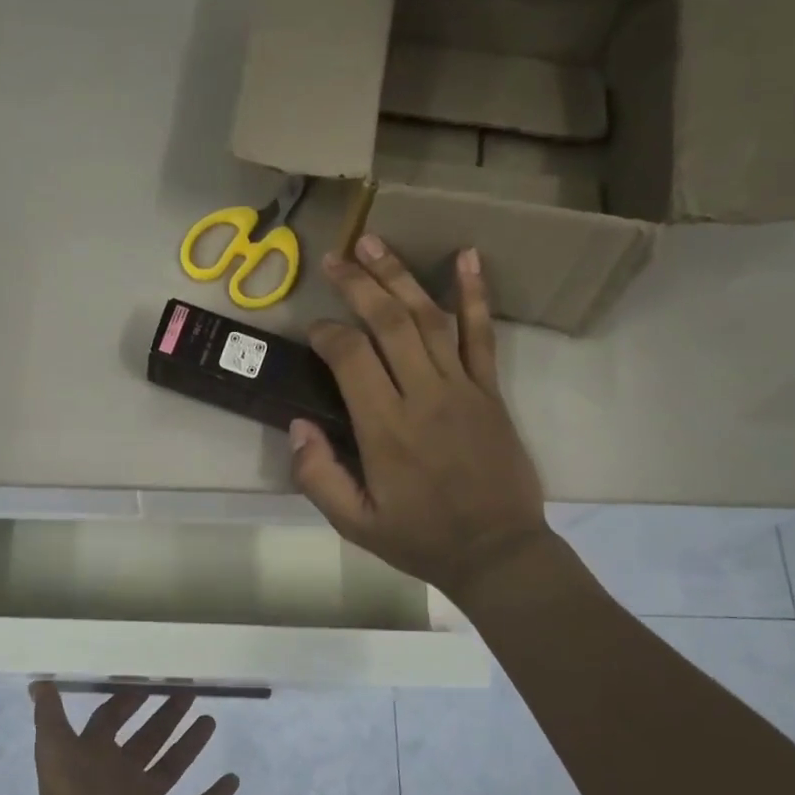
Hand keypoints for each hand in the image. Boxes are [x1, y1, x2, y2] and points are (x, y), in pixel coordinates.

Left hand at [30, 683, 240, 794]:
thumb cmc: (69, 793)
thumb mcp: (53, 745)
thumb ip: (48, 713)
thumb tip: (38, 680)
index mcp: (95, 755)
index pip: (112, 720)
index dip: (127, 701)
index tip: (147, 681)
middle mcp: (121, 774)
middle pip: (148, 739)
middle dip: (166, 716)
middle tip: (189, 692)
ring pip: (173, 767)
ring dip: (190, 745)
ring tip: (210, 720)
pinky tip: (233, 779)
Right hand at [293, 237, 551, 604]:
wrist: (497, 552)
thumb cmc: (420, 539)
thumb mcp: (354, 523)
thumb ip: (318, 476)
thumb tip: (297, 426)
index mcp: (385, 429)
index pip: (350, 358)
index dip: (326, 334)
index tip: (312, 330)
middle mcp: (423, 396)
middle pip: (388, 323)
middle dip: (358, 284)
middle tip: (335, 256)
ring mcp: (462, 389)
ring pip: (428, 319)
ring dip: (400, 276)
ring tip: (375, 242)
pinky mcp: (490, 391)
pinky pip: (482, 335)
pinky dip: (475, 294)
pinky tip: (467, 257)